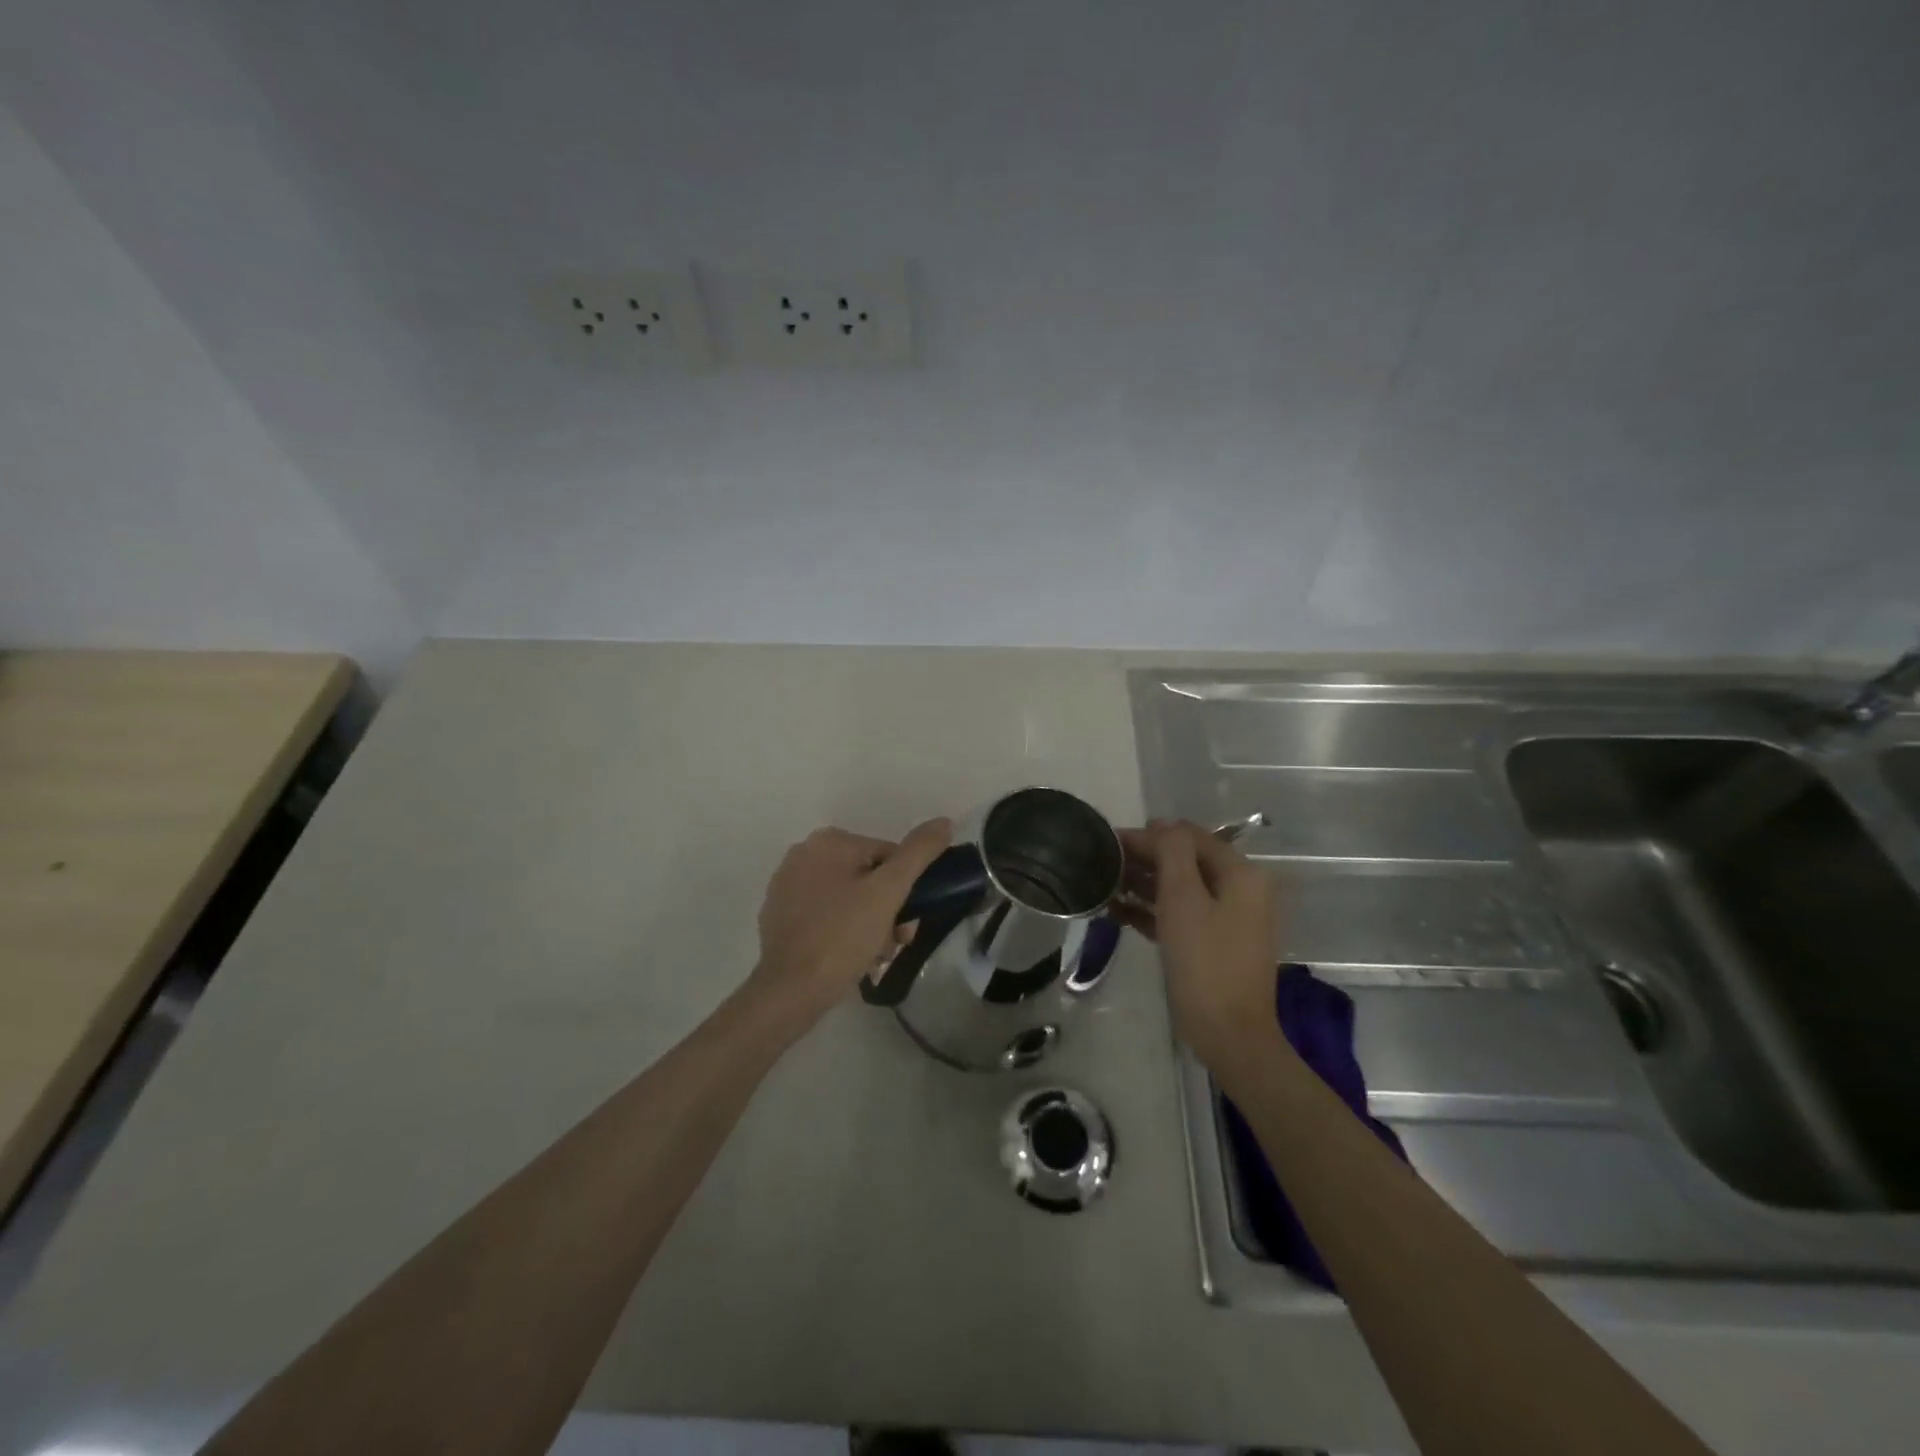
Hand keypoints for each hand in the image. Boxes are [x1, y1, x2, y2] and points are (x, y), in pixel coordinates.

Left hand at [748, 819, 952, 1024]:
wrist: (789, 991)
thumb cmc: (842, 937)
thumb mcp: (888, 892)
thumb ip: (918, 853)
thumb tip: (944, 822)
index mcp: (829, 841)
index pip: (888, 856)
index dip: (905, 890)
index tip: (907, 924)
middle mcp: (803, 854)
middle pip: (867, 877)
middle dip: (886, 911)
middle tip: (894, 943)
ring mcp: (787, 885)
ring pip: (848, 898)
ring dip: (869, 924)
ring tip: (874, 957)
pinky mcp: (779, 915)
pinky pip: (825, 914)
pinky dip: (842, 931)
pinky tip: (850, 958)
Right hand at [1115, 820, 1280, 1069]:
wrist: (1230, 1034)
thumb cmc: (1206, 962)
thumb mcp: (1184, 900)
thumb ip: (1173, 853)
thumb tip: (1162, 825)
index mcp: (1241, 874)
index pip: (1190, 838)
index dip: (1150, 835)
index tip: (1109, 841)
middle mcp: (1240, 890)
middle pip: (1186, 861)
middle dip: (1145, 859)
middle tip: (1103, 863)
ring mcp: (1229, 918)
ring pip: (1181, 888)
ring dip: (1145, 884)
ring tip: (1105, 885)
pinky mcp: (1214, 943)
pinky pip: (1181, 915)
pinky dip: (1153, 910)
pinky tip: (1119, 912)